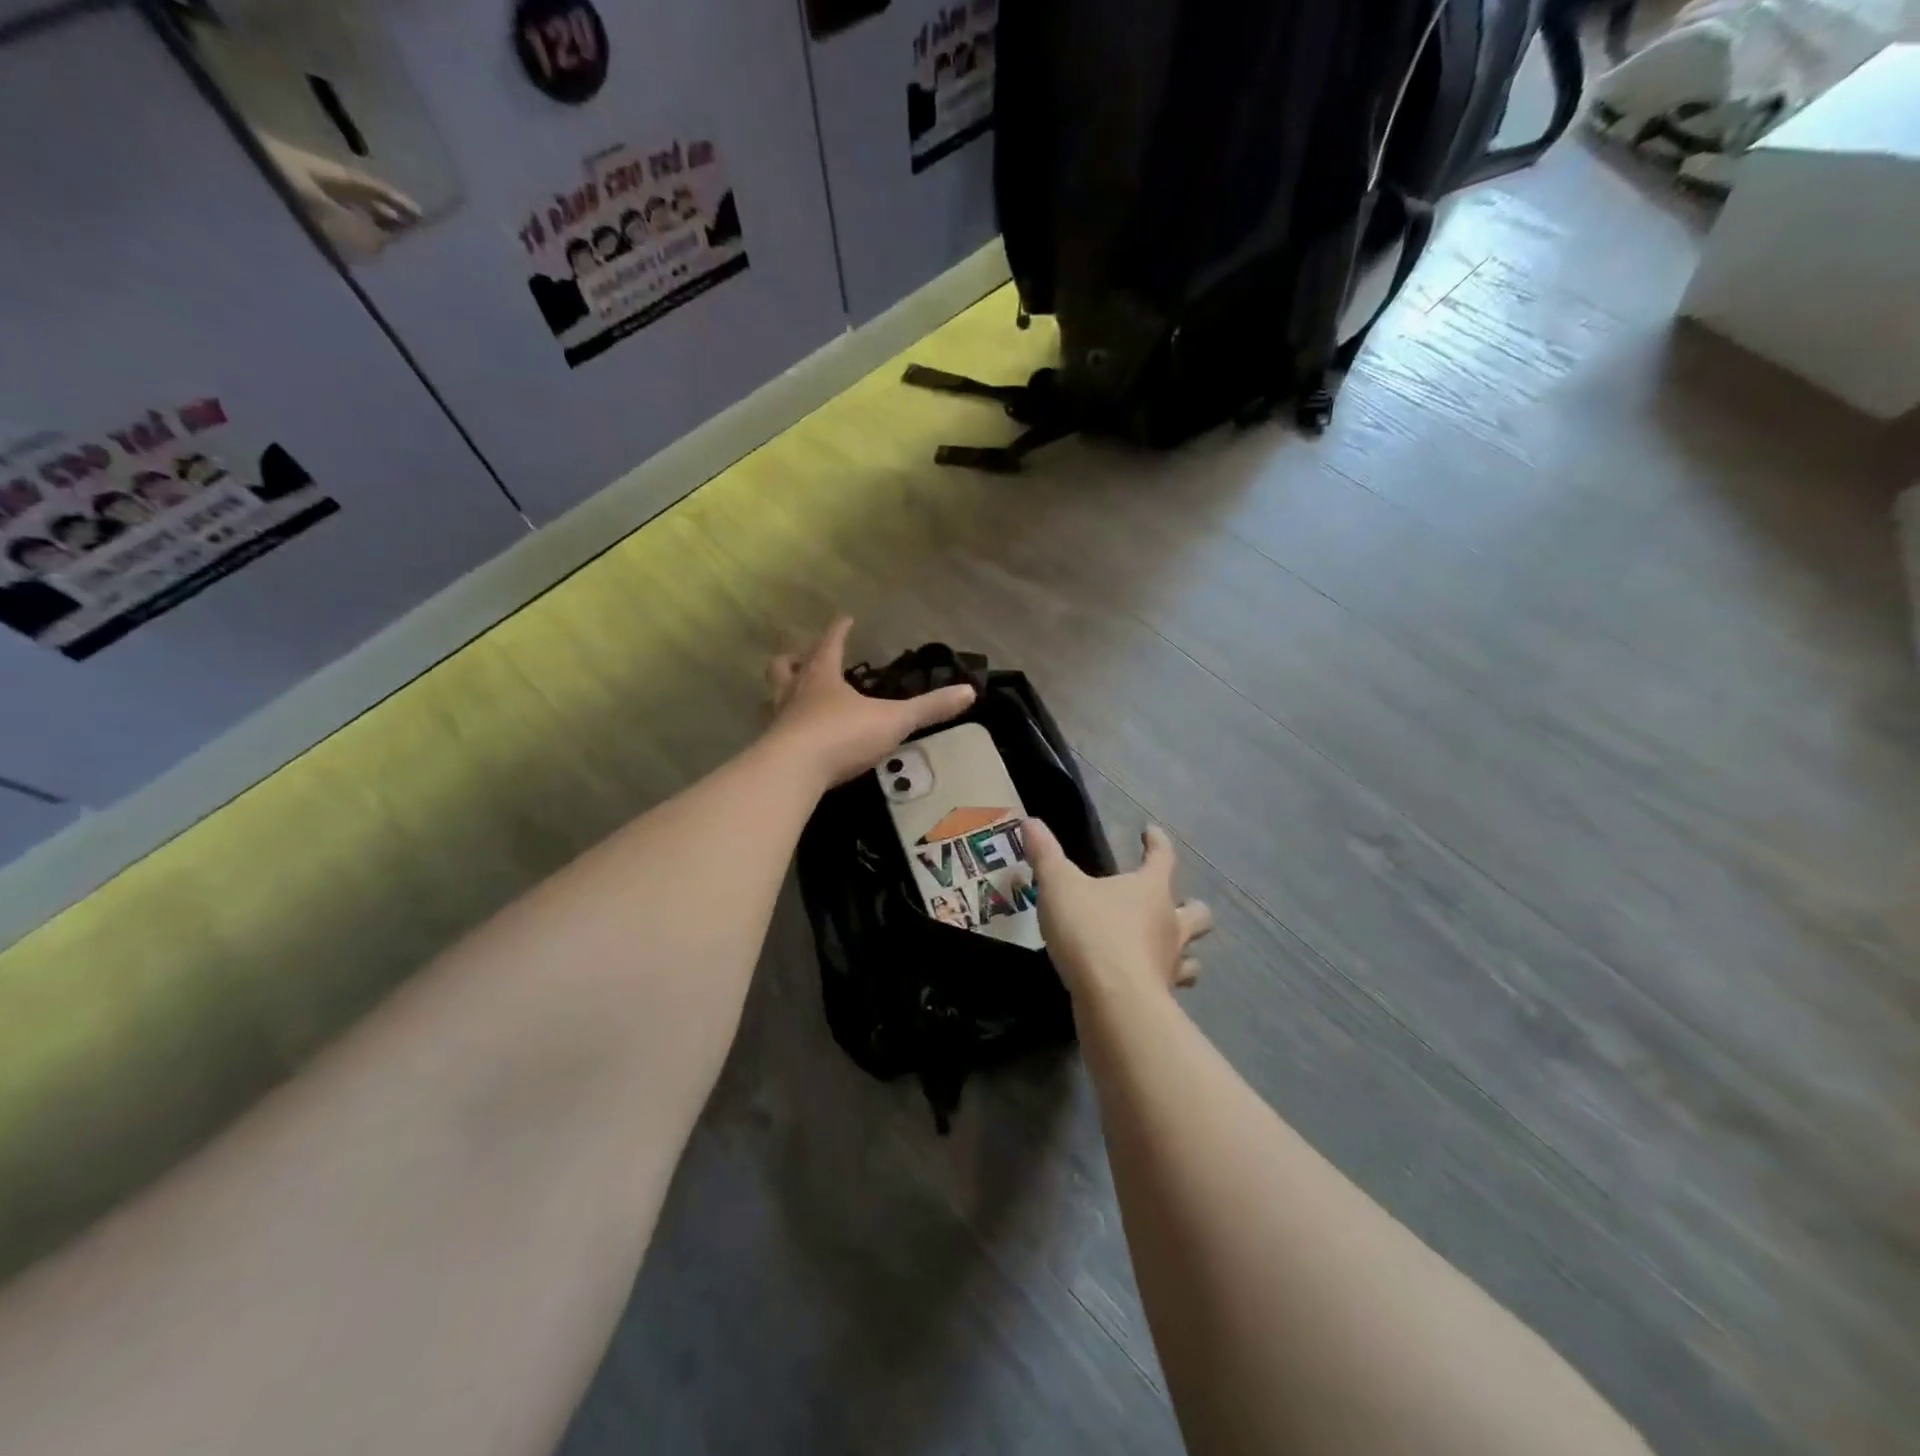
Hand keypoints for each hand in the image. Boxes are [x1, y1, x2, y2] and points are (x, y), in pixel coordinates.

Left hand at [767, 617, 975, 786]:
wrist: (793, 772)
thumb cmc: (842, 736)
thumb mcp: (893, 721)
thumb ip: (929, 708)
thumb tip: (969, 692)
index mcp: (822, 677)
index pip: (830, 643)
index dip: (838, 630)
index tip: (844, 618)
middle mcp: (794, 692)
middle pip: (785, 666)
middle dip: (795, 658)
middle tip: (803, 656)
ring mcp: (778, 720)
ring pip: (772, 697)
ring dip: (780, 691)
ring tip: (791, 695)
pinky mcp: (770, 749)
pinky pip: (773, 731)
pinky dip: (781, 728)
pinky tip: (791, 738)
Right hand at [1024, 820, 1212, 1001]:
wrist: (1113, 1001)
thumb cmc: (1091, 932)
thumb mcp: (1059, 886)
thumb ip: (1046, 855)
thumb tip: (1031, 823)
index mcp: (1151, 889)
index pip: (1163, 857)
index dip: (1157, 843)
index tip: (1150, 833)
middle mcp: (1170, 924)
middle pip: (1197, 912)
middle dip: (1190, 907)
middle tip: (1175, 905)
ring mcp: (1170, 964)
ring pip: (1192, 956)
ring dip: (1184, 951)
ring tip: (1165, 950)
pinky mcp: (1163, 999)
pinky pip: (1170, 987)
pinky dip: (1162, 983)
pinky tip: (1144, 984)